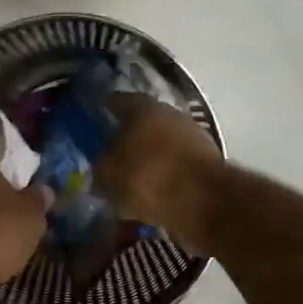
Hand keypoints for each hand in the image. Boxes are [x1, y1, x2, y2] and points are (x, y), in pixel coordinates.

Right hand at [96, 95, 225, 246]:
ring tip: (131, 175)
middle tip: (112, 149)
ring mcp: (193, 137)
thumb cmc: (148, 178)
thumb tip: (102, 165)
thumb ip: (101, 166)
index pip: (118, 100)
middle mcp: (170, 114)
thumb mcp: (109, 174)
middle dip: (129, 134)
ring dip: (148, 155)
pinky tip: (152, 190)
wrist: (204, 203)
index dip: (105, 108)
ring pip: (161, 143)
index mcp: (143, 108)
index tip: (96, 114)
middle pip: (143, 121)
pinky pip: (176, 165)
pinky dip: (164, 173)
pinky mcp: (207, 162)